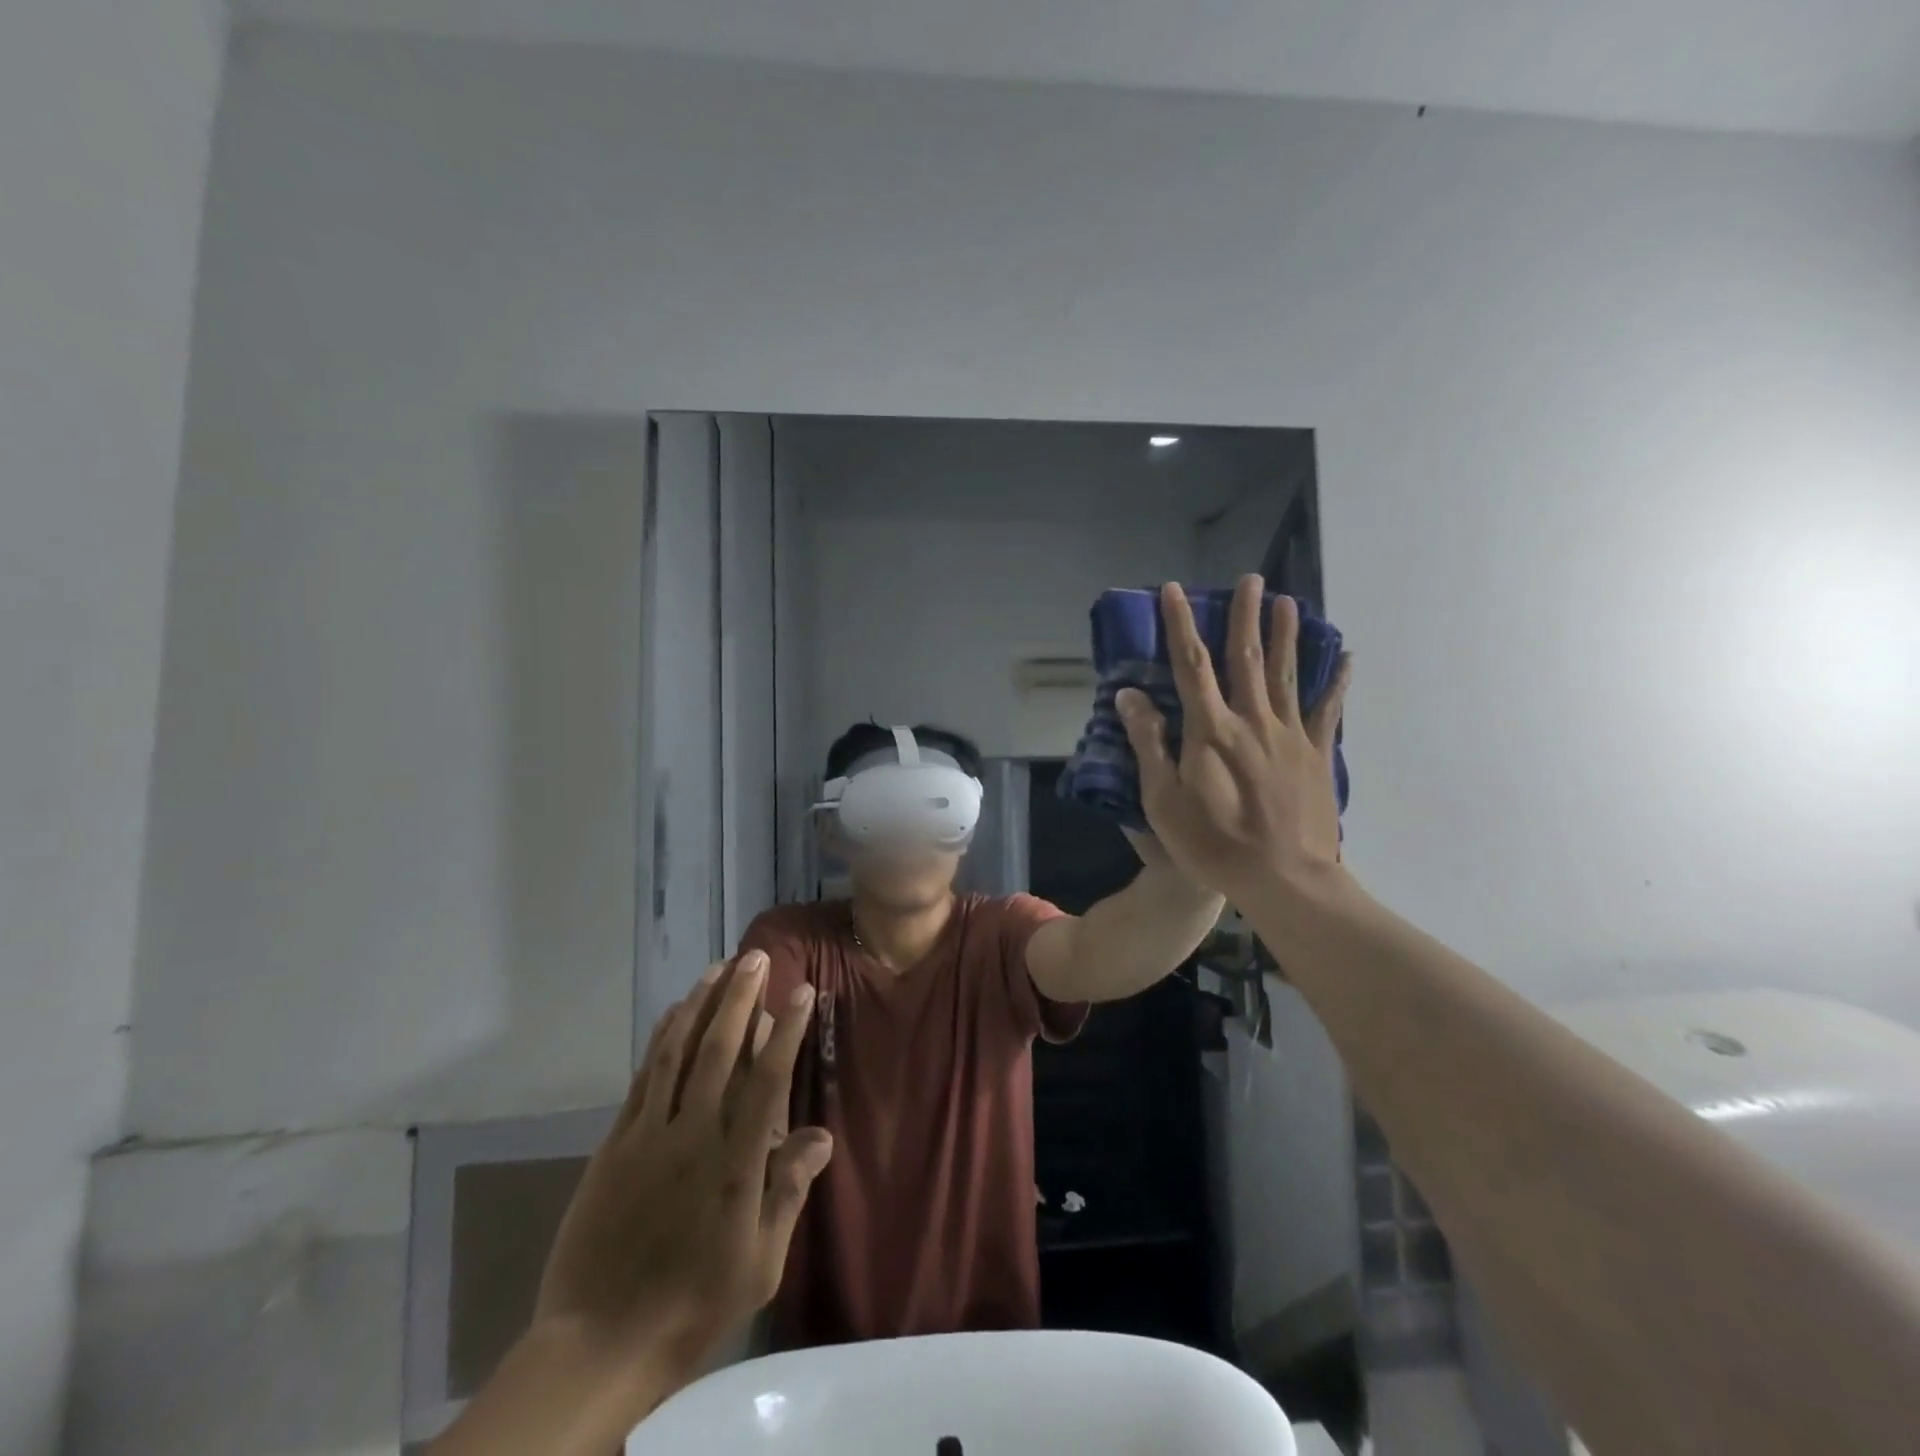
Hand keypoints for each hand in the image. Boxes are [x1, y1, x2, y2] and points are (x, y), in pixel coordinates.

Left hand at [533, 951, 830, 1386]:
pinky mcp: (616, 1143)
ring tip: (716, 969)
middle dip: (740, 998)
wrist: (599, 1342)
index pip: (767, 1080)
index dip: (786, 1031)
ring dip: (699, 1005)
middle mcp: (693, 1135)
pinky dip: (661, 1039)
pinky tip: (674, 1014)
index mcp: (735, 1163)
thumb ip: (788, 1192)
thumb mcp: (759, 1262)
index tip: (801, 991)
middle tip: (754, 958)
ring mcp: (649, 1135)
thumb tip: (822, 1136)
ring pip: (677, 1052)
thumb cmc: (693, 1303)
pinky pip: (643, 1077)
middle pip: (719, 1051)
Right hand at [1116, 576, 1350, 908]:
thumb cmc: (1214, 843)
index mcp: (1210, 730)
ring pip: (1285, 674)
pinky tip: (1345, 657)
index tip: (1174, 590)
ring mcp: (1289, 735)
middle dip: (1244, 616)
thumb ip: (1149, 744)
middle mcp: (1251, 720)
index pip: (1190, 665)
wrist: (1284, 878)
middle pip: (1245, 658)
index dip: (1180, 625)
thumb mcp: (1163, 800)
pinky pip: (1326, 709)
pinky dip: (1335, 681)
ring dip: (1285, 635)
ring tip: (1289, 601)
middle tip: (1250, 579)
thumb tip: (1130, 695)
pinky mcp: (1316, 754)